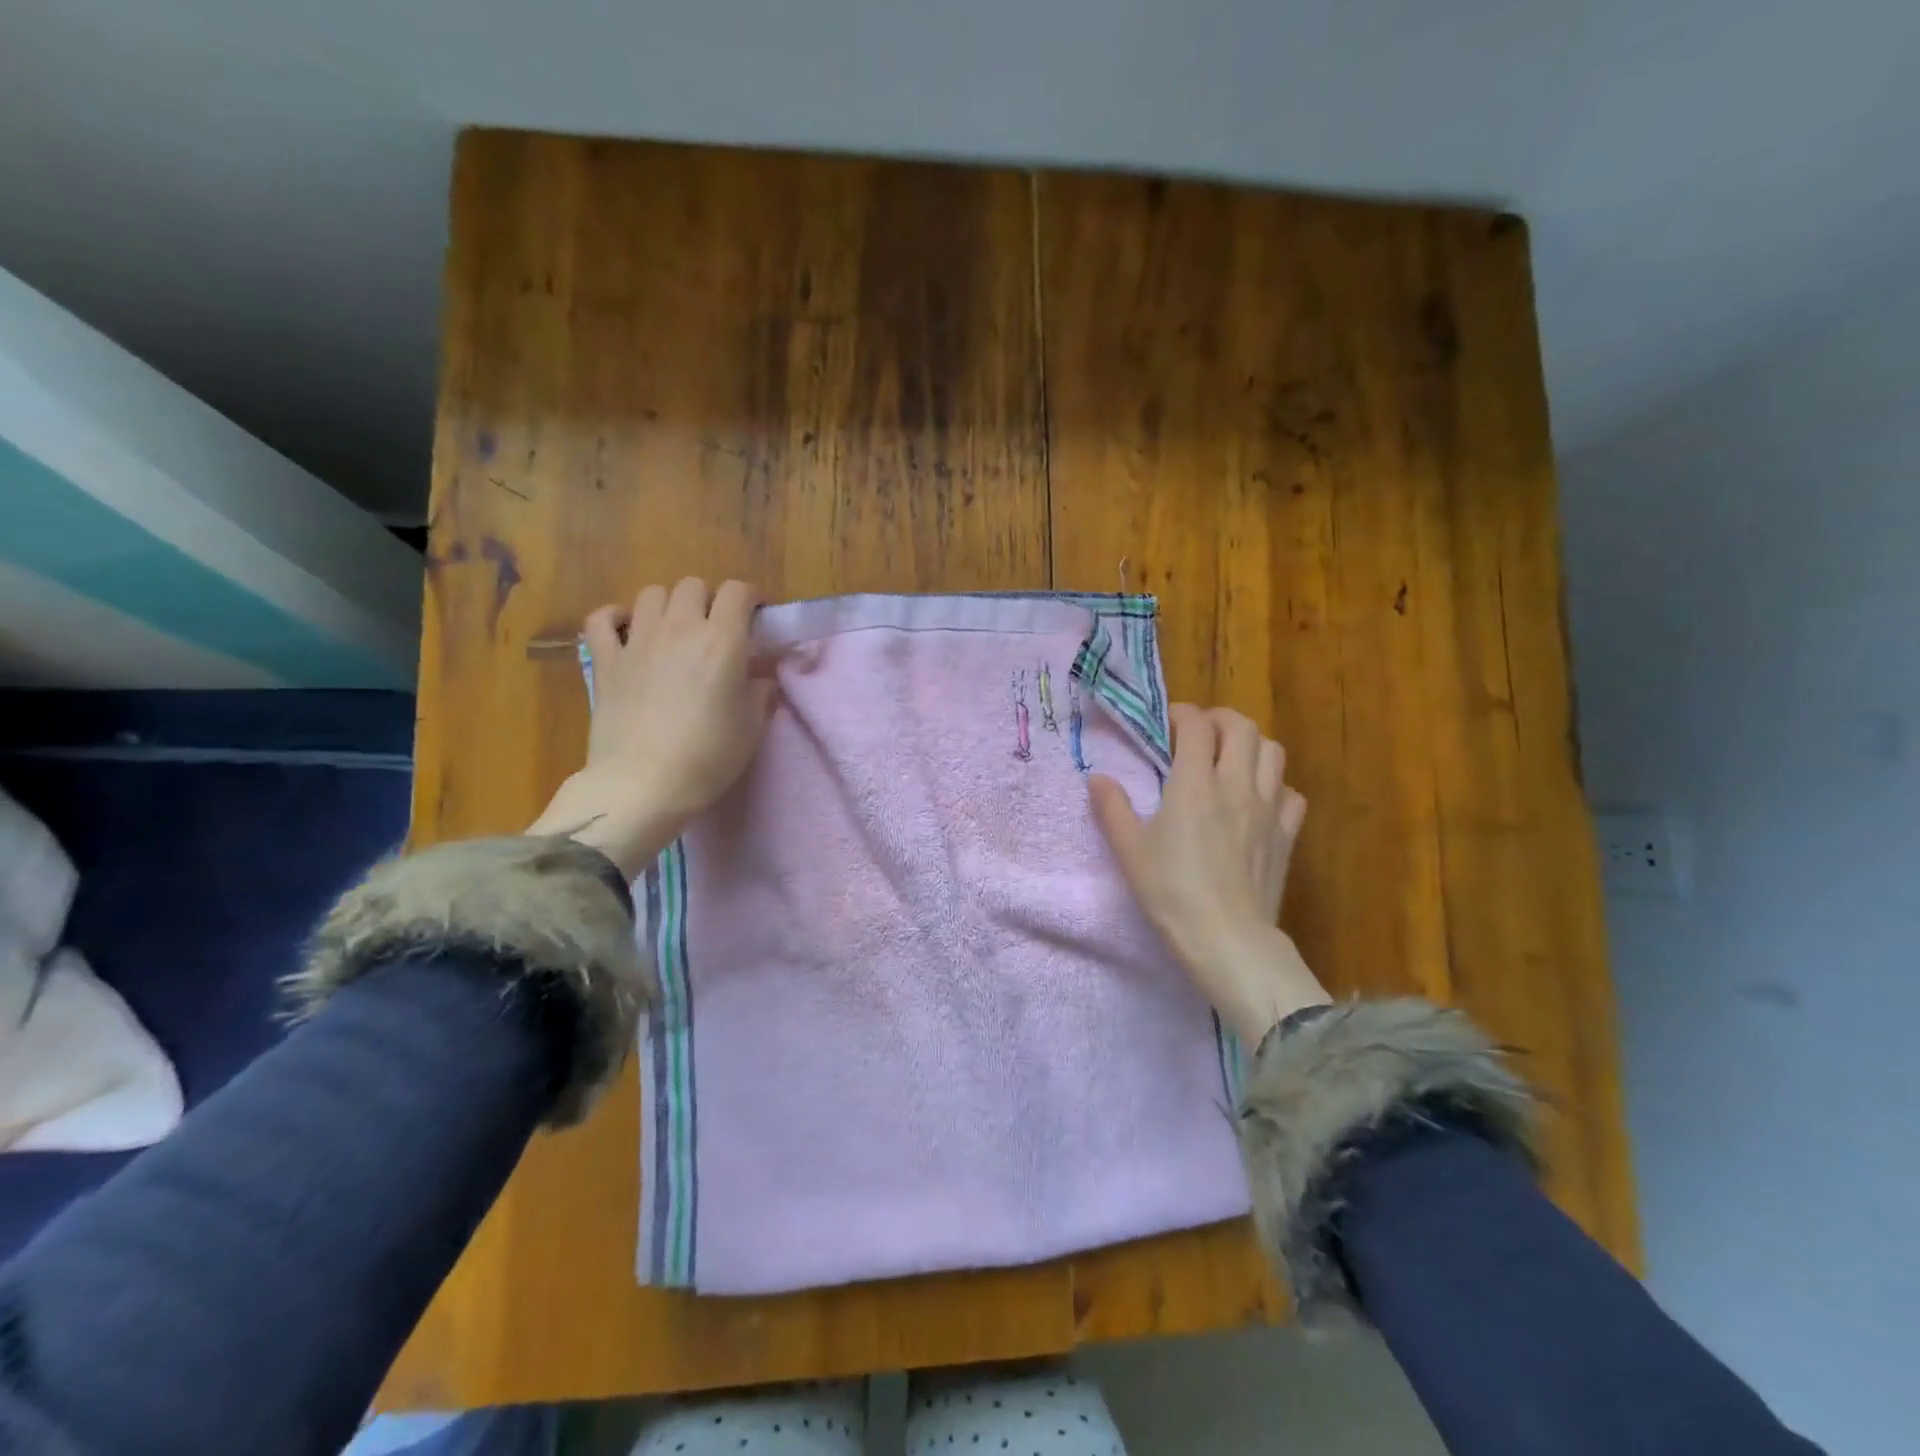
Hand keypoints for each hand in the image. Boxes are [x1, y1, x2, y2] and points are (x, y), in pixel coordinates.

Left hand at [528, 578, 774, 876]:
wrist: (643, 784)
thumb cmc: (708, 757)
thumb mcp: (752, 727)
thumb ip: (760, 692)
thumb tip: (759, 676)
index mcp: (723, 641)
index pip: (738, 592)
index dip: (749, 598)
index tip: (755, 616)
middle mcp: (680, 628)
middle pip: (693, 585)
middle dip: (709, 600)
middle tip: (715, 628)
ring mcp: (638, 641)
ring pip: (652, 594)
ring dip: (668, 605)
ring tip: (674, 630)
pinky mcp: (606, 660)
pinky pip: (601, 619)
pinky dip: (614, 618)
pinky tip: (625, 629)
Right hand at [1089, 704, 1328, 1045]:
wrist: (1227, 938)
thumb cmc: (1171, 891)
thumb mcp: (1129, 849)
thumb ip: (1112, 808)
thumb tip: (1097, 778)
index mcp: (1195, 784)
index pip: (1197, 725)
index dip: (1182, 714)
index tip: (1168, 722)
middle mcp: (1237, 785)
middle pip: (1242, 726)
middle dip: (1220, 719)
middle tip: (1199, 732)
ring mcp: (1269, 809)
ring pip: (1273, 752)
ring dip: (1250, 744)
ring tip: (1230, 758)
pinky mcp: (1287, 834)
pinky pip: (1291, 793)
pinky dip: (1275, 785)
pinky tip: (1258, 799)